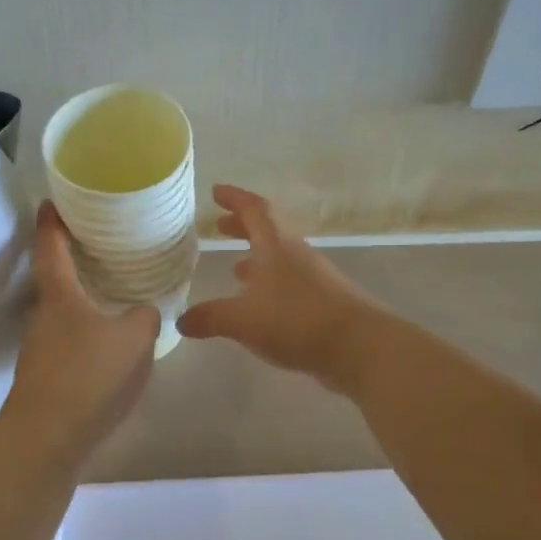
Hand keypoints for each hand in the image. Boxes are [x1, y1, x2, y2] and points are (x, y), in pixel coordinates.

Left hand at [0, 203, 159, 459]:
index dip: (52, 222)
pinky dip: (86, 335)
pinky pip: (69, 344)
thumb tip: (144, 311)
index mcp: (59, 296)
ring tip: (111, 296)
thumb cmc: (88, 376)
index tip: (52, 201)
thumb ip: (145, 316)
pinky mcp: (45, 378)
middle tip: (99, 247)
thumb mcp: (133, 339)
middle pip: (54, 280)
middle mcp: (43, 317)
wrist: (48, 438)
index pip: (50, 247)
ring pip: (63, 315)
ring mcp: (40, 350)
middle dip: (72, 262)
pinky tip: (109, 348)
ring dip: (82, 302)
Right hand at [177, 185, 382, 390]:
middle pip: (268, 231)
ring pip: (279, 259)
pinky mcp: (321, 302)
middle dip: (242, 227)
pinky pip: (289, 283)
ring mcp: (312, 278)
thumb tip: (181, 321)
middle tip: (220, 227)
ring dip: (256, 258)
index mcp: (276, 246)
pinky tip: (259, 306)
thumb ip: (211, 318)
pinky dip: (269, 285)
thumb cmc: (297, 320)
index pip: (255, 210)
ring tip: (235, 269)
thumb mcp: (244, 320)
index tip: (216, 192)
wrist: (359, 347)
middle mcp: (295, 255)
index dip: (235, 198)